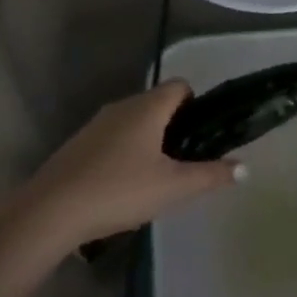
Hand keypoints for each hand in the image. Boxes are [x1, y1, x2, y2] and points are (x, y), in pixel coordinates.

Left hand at [23, 82, 242, 245]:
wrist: (52, 210)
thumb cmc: (120, 190)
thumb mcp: (174, 188)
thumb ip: (211, 176)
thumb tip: (244, 167)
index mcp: (148, 107)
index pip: (179, 85)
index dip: (196, 104)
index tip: (202, 134)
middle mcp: (122, 106)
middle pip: (156, 102)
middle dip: (174, 125)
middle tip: (185, 160)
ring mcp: (96, 124)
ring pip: (133, 121)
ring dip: (148, 140)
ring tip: (157, 176)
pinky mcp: (78, 143)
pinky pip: (112, 137)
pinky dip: (124, 151)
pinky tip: (124, 185)